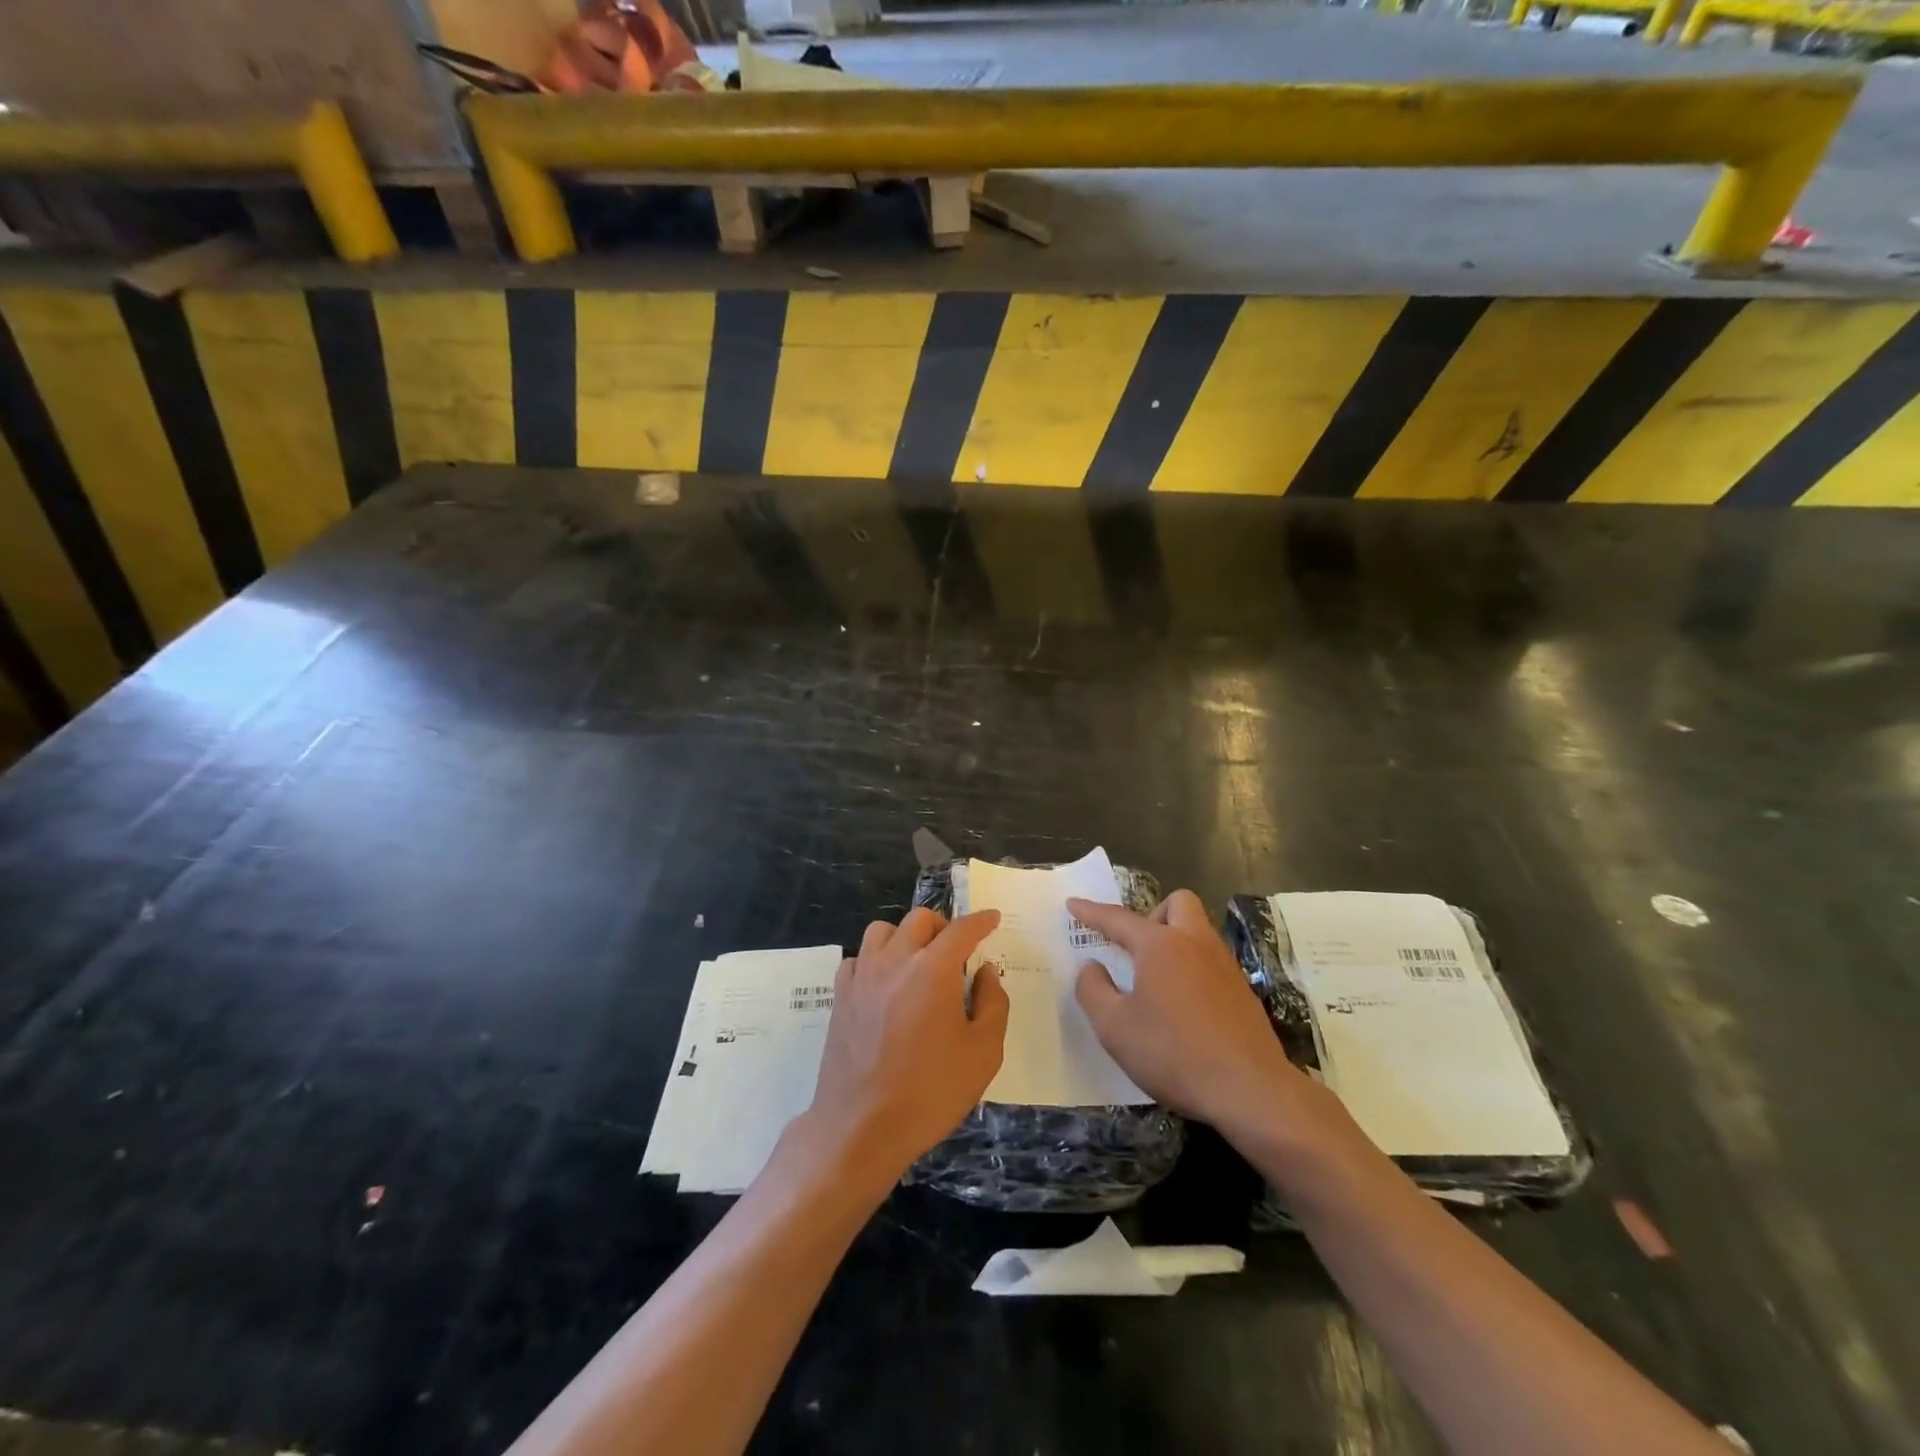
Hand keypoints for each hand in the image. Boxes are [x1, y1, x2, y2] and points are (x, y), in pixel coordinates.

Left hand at [805, 908, 1008, 1185]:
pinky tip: (885, 985)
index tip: (992, 918)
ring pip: (883, 930)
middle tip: (956, 953)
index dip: (981, 920)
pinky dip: (876, 960)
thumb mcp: (983, 1053)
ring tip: (917, 964)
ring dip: (905, 937)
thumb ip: (992, 1003)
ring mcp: (863, 976)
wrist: (861, 1126)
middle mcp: (896, 960)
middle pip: (920, 919)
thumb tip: (985, 972)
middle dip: (943, 926)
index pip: (962, 929)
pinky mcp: (840, 996)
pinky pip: (858, 957)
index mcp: (934, 969)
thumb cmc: (931, 1092)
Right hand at [1067, 890, 1300, 1129]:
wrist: (1250, 1090)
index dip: (1092, 912)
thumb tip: (1091, 966)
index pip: (1118, 918)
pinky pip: (1211, 960)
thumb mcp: (1114, 1028)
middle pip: (1177, 903)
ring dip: (1175, 940)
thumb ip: (1093, 990)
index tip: (1073, 904)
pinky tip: (1183, 1004)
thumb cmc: (1173, 1054)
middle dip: (1152, 914)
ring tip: (1156, 979)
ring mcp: (1225, 965)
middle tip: (1136, 948)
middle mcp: (1195, 943)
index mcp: (1160, 945)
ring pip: (1198, 930)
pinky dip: (1192, 967)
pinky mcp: (1243, 991)